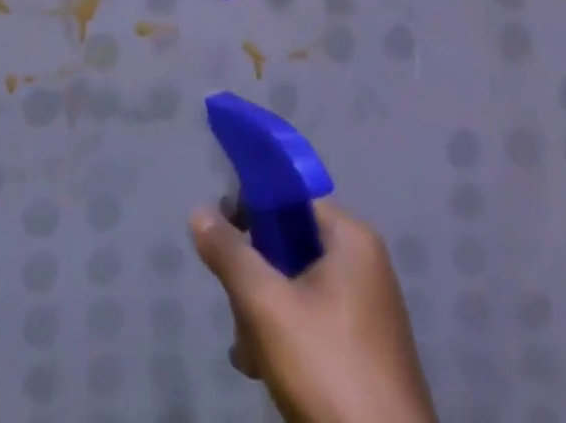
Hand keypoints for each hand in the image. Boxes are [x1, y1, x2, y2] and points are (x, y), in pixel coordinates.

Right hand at [190, 199, 437, 422]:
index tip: (221, 233)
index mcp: (351, 239)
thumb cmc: (327, 368)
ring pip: (296, 286)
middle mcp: (363, 265)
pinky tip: (261, 368)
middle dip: (254, 276)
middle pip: (289, 244)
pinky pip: (312, 320)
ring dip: (262, 312)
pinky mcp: (363, 352)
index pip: (290, 197)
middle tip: (237, 309)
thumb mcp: (265, 304)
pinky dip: (284, 336)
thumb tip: (199, 212)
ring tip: (247, 351)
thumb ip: (229, 252)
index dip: (250, 207)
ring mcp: (366, 311)